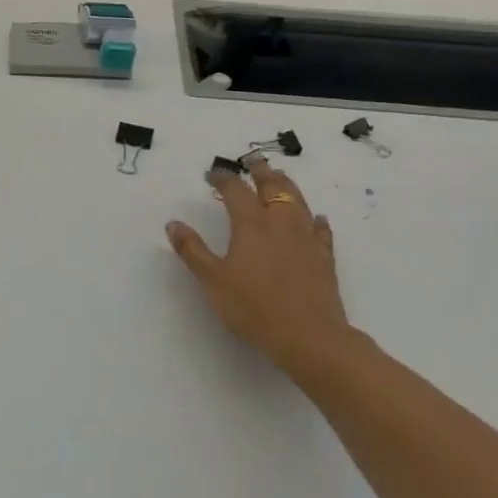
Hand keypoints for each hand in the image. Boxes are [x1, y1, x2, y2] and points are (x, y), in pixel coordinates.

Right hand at [166, 159, 369, 390]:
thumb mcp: (213, 281)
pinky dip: (315, 219)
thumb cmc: (253, 308)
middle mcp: (280, 223)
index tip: (212, 174)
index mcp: (251, 226)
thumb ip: (193, 251)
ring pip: (298, 201)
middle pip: (273, 187)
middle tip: (253, 161)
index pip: (235, 191)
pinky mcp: (324, 257)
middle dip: (261, 172)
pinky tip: (316, 218)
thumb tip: (173, 224)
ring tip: (280, 177)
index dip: (223, 179)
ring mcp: (306, 238)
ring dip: (287, 185)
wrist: (309, 336)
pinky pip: (321, 229)